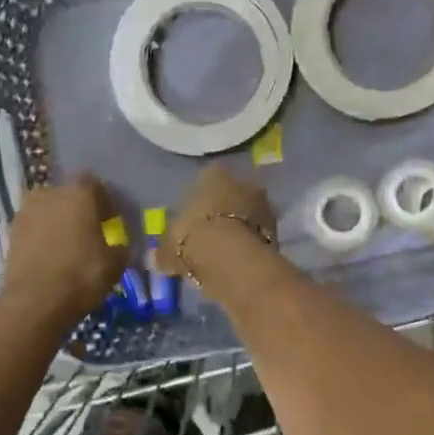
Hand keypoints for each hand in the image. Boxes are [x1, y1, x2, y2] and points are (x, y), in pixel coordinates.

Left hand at [0, 176, 126, 329]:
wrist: (34, 302)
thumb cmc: (82, 275)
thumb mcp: (116, 263)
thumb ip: (121, 245)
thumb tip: (118, 243)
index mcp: (79, 192)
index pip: (96, 185)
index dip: (105, 203)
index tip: (111, 222)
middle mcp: (50, 193)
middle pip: (68, 195)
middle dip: (79, 210)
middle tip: (89, 233)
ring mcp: (26, 211)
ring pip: (48, 210)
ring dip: (58, 222)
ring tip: (68, 246)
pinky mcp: (11, 232)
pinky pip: (34, 228)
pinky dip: (42, 237)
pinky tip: (51, 256)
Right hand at [157, 165, 275, 276]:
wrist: (232, 259)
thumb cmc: (194, 238)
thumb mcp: (169, 247)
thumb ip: (164, 251)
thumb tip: (156, 259)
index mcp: (214, 174)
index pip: (208, 176)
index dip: (201, 196)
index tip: (195, 214)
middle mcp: (243, 182)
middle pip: (234, 193)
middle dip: (225, 209)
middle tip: (211, 231)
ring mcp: (264, 205)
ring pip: (249, 213)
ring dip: (241, 227)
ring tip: (225, 250)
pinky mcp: (277, 231)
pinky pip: (259, 235)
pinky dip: (251, 244)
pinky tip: (239, 260)